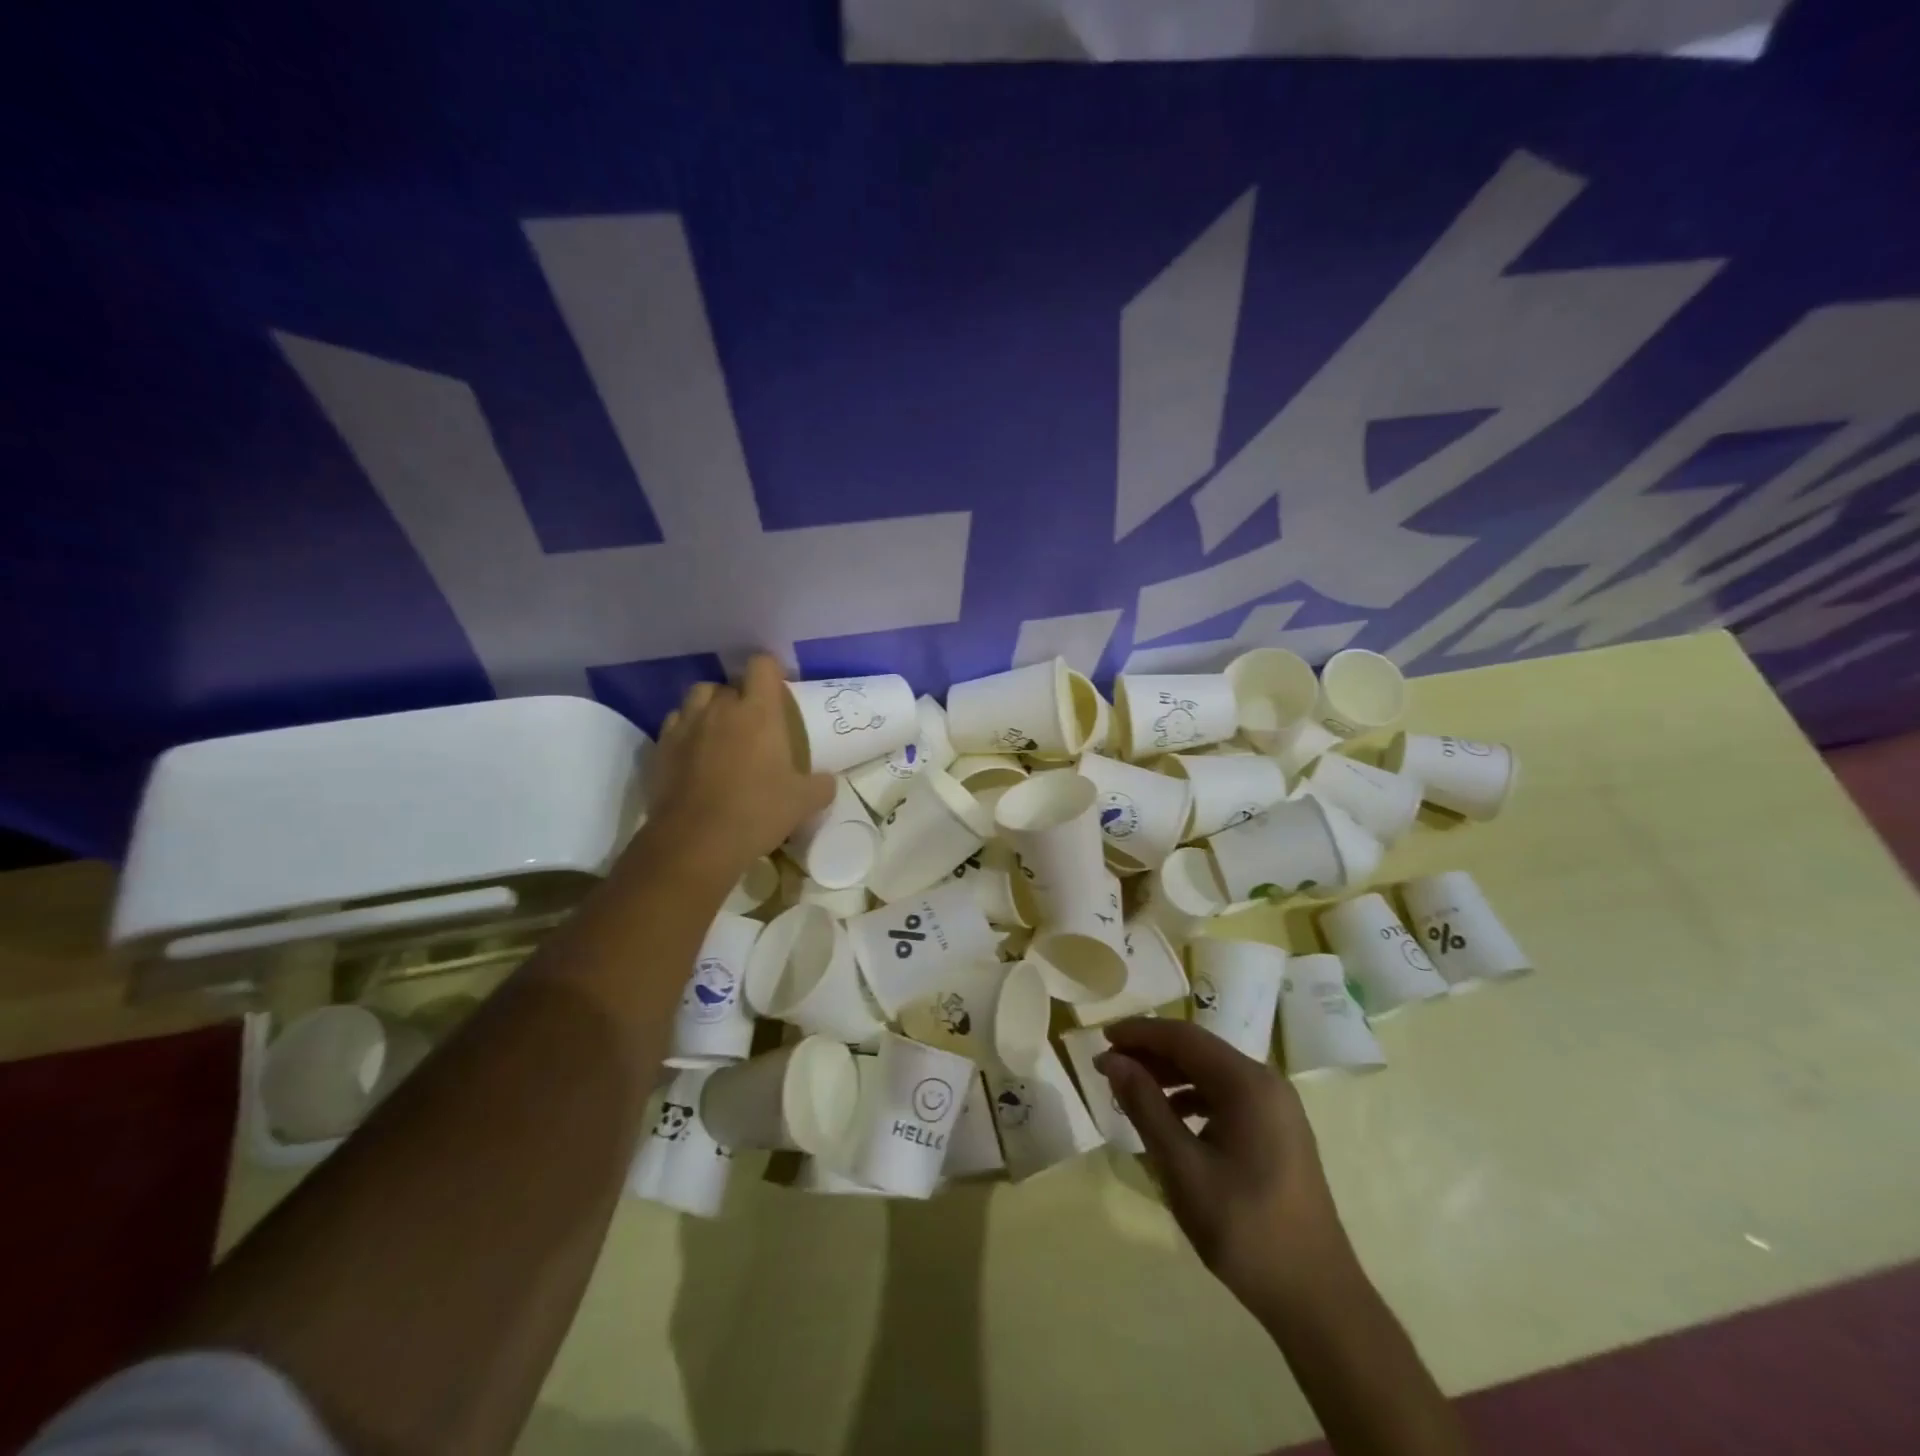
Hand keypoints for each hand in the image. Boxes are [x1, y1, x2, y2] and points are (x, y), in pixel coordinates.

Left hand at [641, 655, 834, 879]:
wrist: (696, 841)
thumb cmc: (758, 812)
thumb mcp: (804, 802)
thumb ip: (821, 785)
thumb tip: (827, 781)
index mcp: (759, 711)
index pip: (762, 665)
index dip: (772, 671)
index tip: (780, 690)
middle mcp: (720, 708)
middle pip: (729, 682)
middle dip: (741, 695)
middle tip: (753, 721)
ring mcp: (686, 725)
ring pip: (698, 696)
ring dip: (711, 706)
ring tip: (720, 730)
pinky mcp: (661, 747)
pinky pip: (675, 723)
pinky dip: (686, 729)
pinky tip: (694, 752)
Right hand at [1097, 1017, 1357, 1314]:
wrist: (1318, 1299)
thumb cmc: (1245, 1230)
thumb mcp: (1183, 1169)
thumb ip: (1146, 1107)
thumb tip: (1114, 1061)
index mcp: (1248, 1084)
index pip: (1183, 1037)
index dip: (1139, 1033)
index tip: (1100, 1041)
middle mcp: (1267, 1083)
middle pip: (1199, 1051)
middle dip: (1151, 1053)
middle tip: (1108, 1067)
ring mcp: (1277, 1108)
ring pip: (1212, 1073)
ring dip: (1170, 1075)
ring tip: (1131, 1092)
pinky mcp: (1279, 1131)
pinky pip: (1227, 1096)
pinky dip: (1193, 1098)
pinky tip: (1171, 1120)